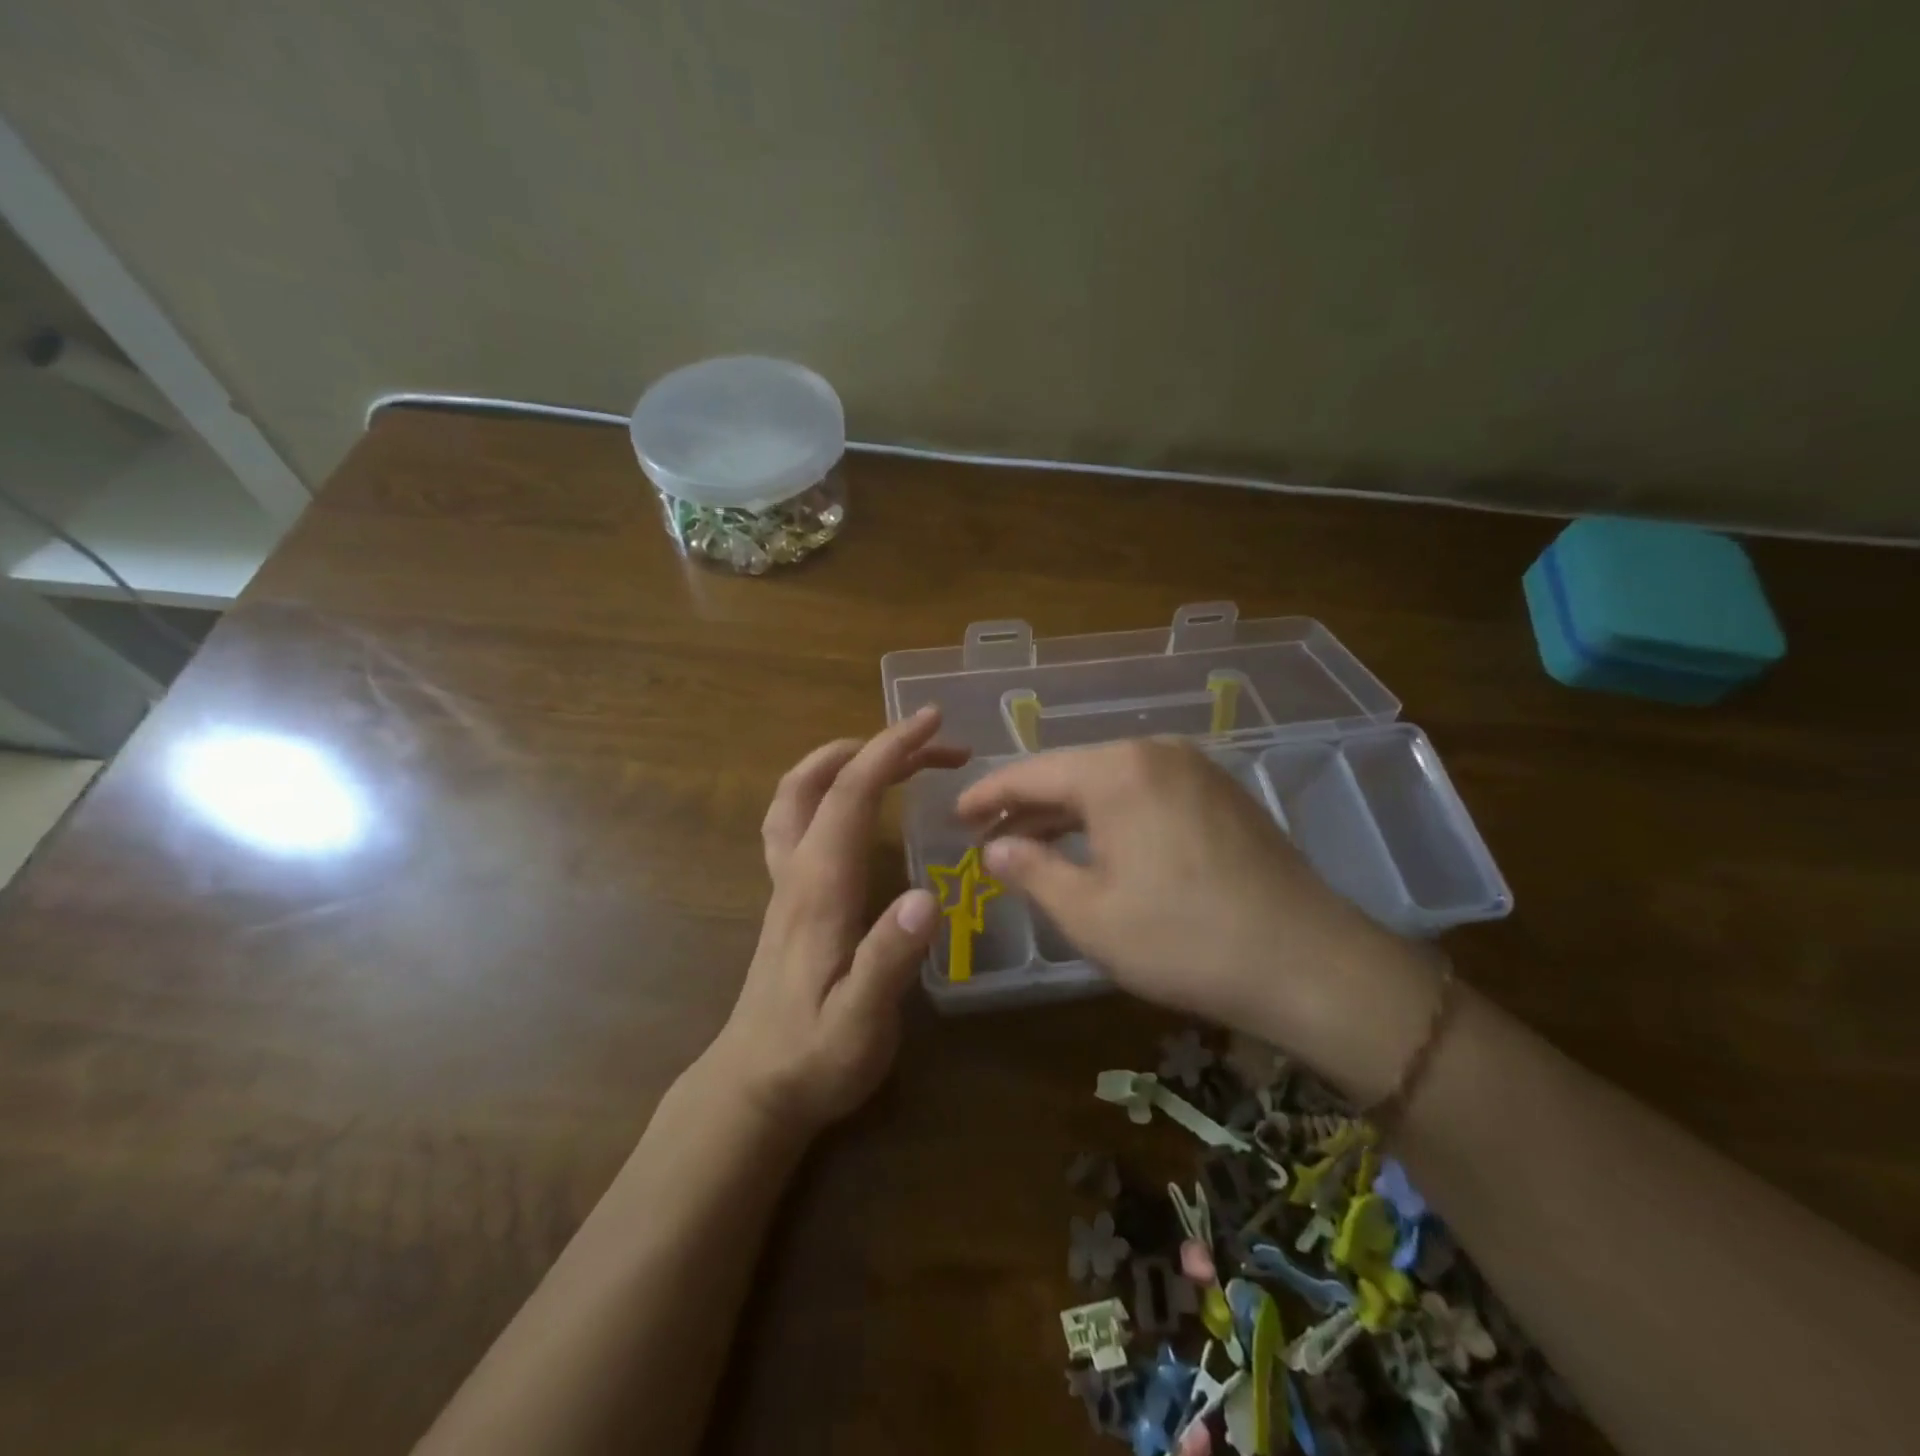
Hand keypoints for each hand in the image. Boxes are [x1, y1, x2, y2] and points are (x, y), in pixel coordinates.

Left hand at [711, 708, 968, 1132]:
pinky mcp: (788, 896)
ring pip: (796, 794)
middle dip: (876, 746)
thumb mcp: (860, 1023)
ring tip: (893, 755)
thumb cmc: (814, 1058)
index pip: (851, 795)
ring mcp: (786, 881)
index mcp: (820, 887)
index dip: (890, 749)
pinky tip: (853, 804)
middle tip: (932, 742)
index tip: (932, 721)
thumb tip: (927, 896)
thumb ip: (889, 960)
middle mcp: (798, 871)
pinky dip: (826, 788)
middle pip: (821, 781)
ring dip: (844, 760)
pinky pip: (795, 819)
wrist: (753, 1089)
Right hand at [957, 739, 1436, 1095]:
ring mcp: (1196, 770)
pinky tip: (1096, 846)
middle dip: (1027, 805)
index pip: (1033, 772)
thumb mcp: (1089, 913)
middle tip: (987, 836)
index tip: (956, 815)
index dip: (988, 795)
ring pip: (1111, 783)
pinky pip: (1146, 793)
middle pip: (1072, 772)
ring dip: (1068, 813)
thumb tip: (995, 847)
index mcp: (1117, 770)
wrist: (1308, 963)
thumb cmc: (1182, 939)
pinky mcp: (1221, 795)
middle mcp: (1156, 752)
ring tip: (1032, 844)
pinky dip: (1110, 816)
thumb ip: (1032, 871)